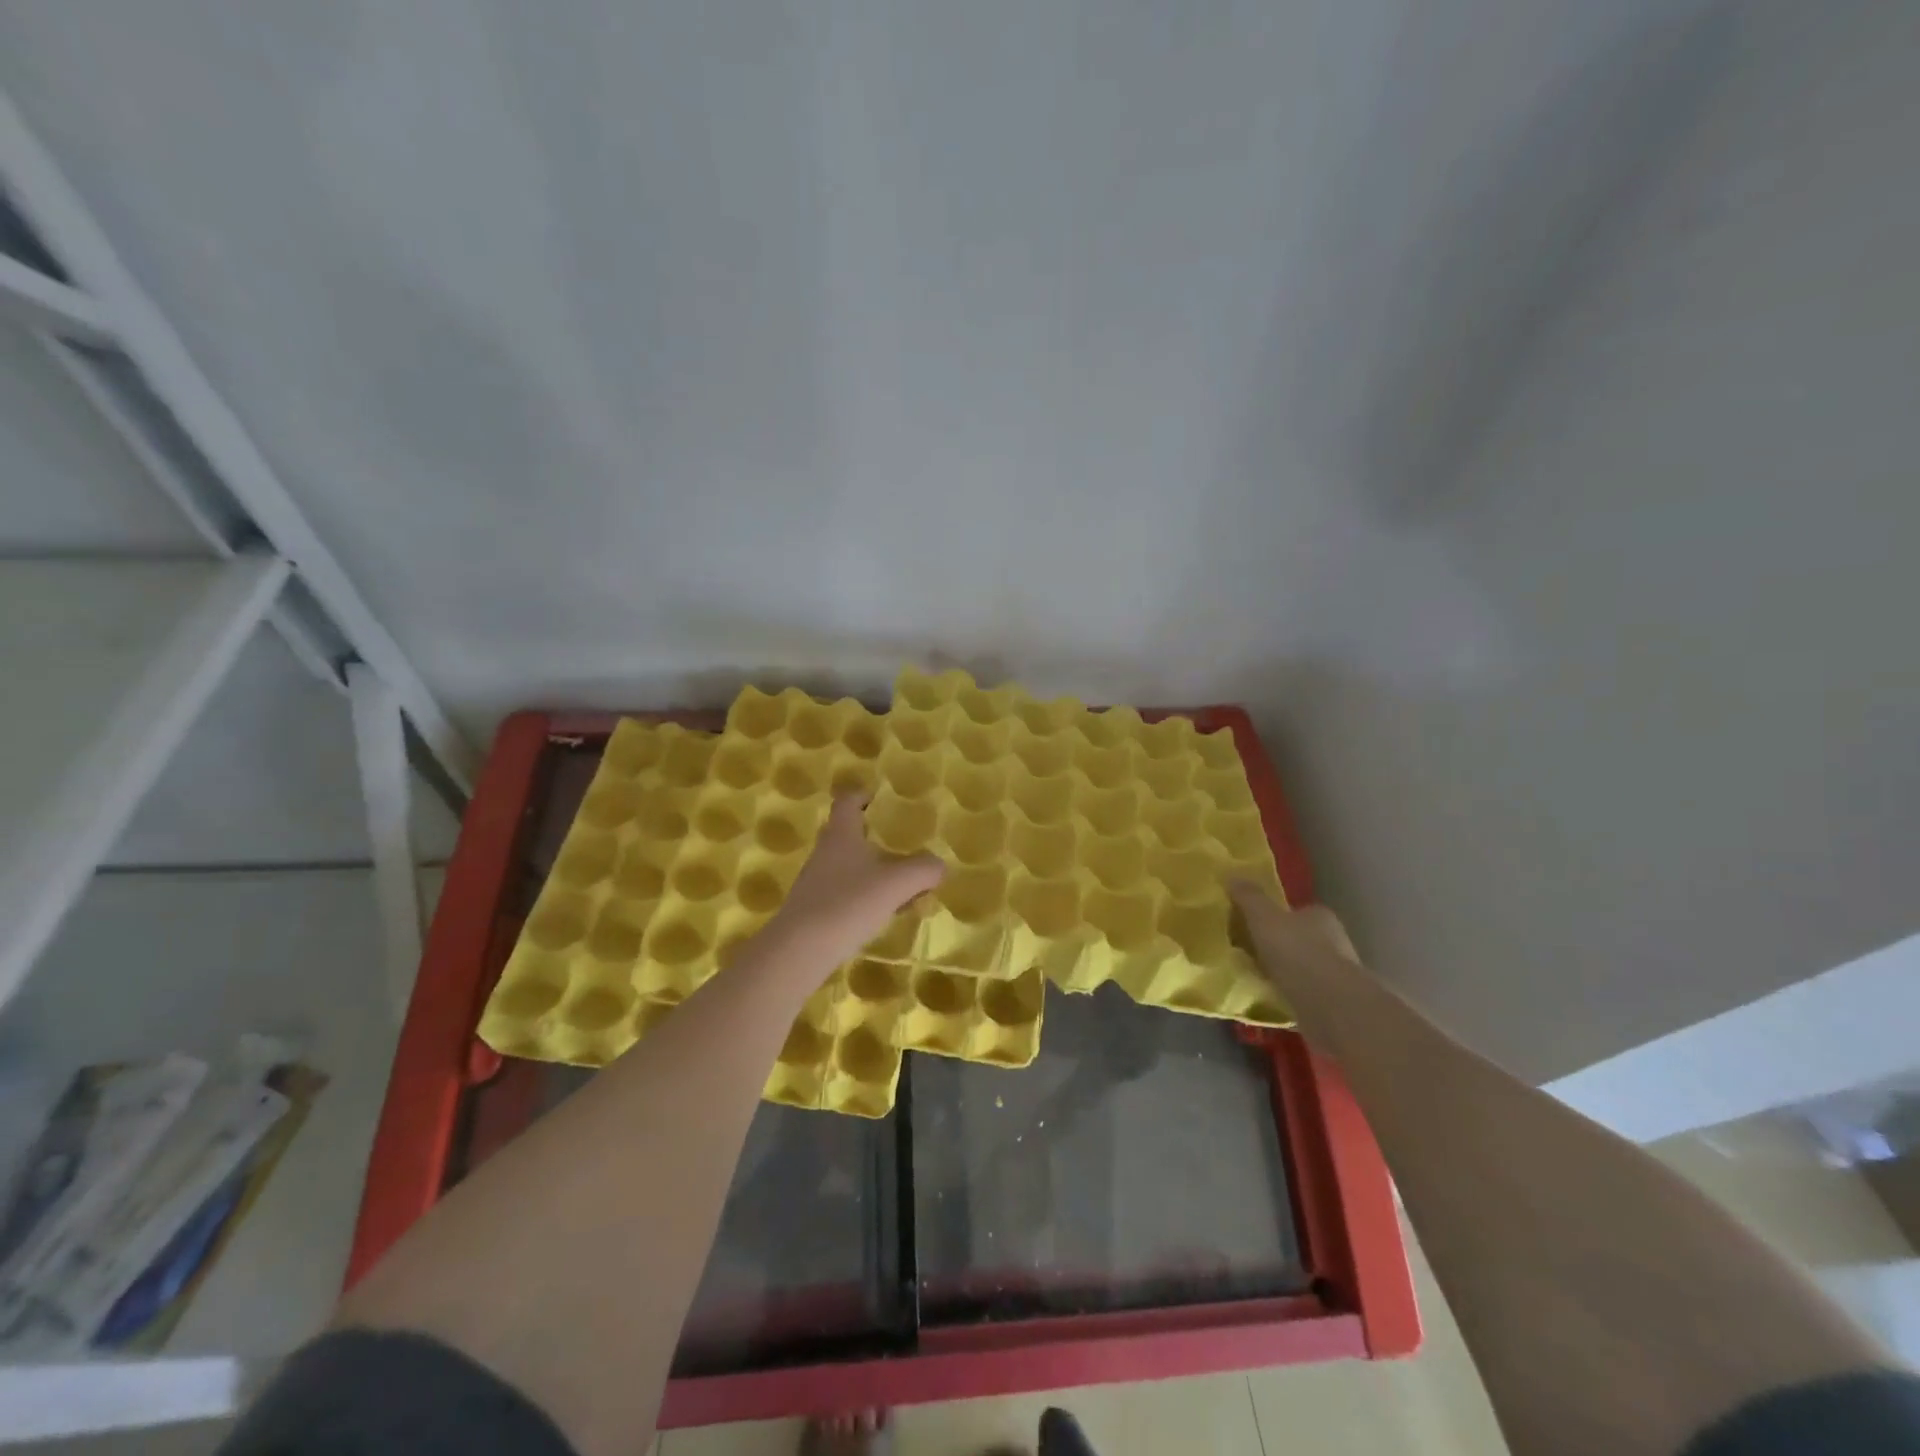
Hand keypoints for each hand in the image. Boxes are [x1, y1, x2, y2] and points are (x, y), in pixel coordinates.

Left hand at [769, 796, 944, 968]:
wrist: (800, 950)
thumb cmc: (849, 902)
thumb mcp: (898, 883)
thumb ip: (924, 869)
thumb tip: (938, 865)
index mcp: (842, 834)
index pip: (847, 802)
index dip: (861, 796)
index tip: (876, 798)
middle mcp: (825, 852)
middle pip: (848, 835)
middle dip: (873, 839)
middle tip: (899, 847)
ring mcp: (815, 882)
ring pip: (849, 867)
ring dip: (873, 873)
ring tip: (902, 890)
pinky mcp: (813, 909)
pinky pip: (844, 893)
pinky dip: (865, 898)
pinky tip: (883, 916)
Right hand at [1228, 881, 1359, 992]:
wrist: (1330, 1006)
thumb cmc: (1296, 952)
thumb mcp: (1263, 917)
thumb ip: (1249, 897)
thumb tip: (1231, 874)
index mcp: (1321, 917)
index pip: (1298, 911)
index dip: (1277, 916)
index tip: (1255, 925)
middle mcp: (1335, 942)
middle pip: (1303, 939)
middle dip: (1281, 945)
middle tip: (1252, 951)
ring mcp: (1338, 975)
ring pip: (1305, 968)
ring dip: (1287, 972)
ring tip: (1258, 977)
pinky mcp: (1335, 1004)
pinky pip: (1306, 993)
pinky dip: (1291, 994)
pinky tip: (1273, 999)